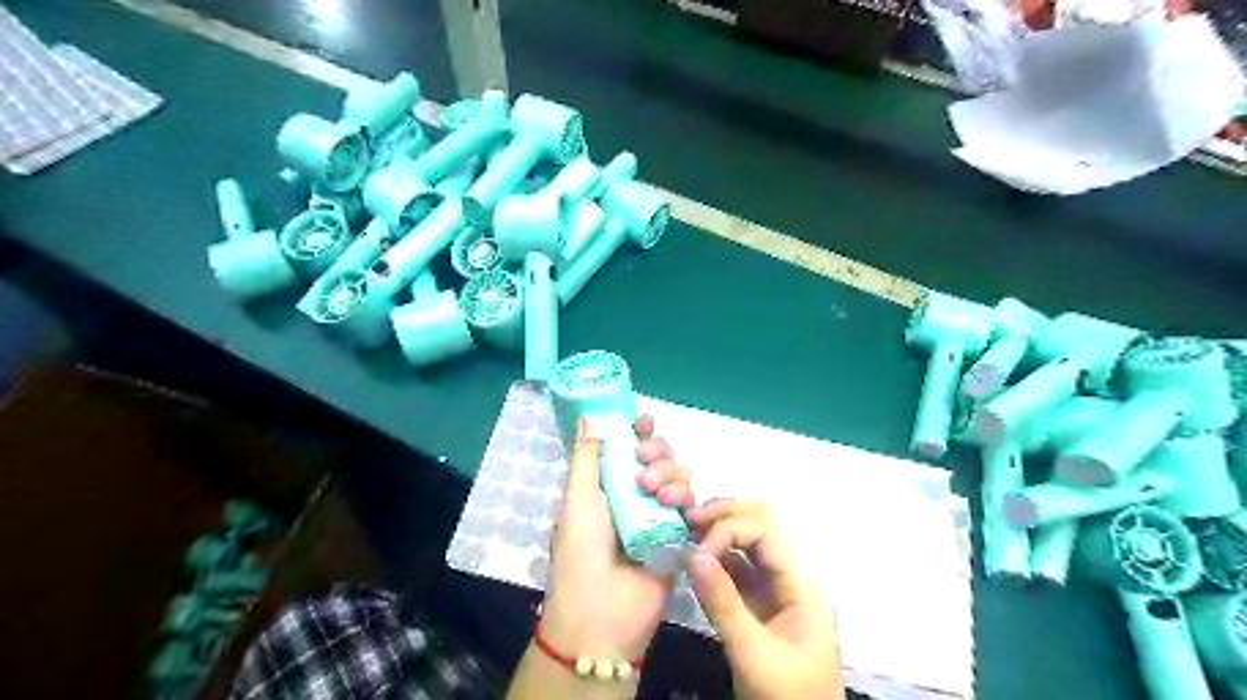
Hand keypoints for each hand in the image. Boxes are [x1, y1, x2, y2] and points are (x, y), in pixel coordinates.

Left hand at [540, 417, 695, 661]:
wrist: (601, 615)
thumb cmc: (580, 554)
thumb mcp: (578, 500)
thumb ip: (587, 457)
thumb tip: (589, 414)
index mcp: (608, 487)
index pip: (628, 450)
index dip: (637, 432)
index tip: (644, 419)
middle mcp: (636, 497)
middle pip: (660, 459)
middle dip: (657, 452)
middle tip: (643, 461)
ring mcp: (660, 517)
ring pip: (681, 478)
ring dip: (671, 475)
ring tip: (653, 494)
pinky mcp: (681, 537)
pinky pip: (694, 507)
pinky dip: (688, 499)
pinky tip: (679, 506)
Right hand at [685, 500, 842, 699]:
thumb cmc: (787, 698)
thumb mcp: (753, 654)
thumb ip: (723, 603)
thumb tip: (692, 553)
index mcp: (798, 583)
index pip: (764, 530)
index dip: (729, 529)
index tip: (697, 550)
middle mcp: (787, 577)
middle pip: (759, 525)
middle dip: (724, 516)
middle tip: (687, 519)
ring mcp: (772, 590)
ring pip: (745, 544)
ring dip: (716, 533)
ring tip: (684, 531)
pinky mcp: (757, 605)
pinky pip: (735, 569)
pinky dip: (713, 558)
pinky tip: (692, 559)